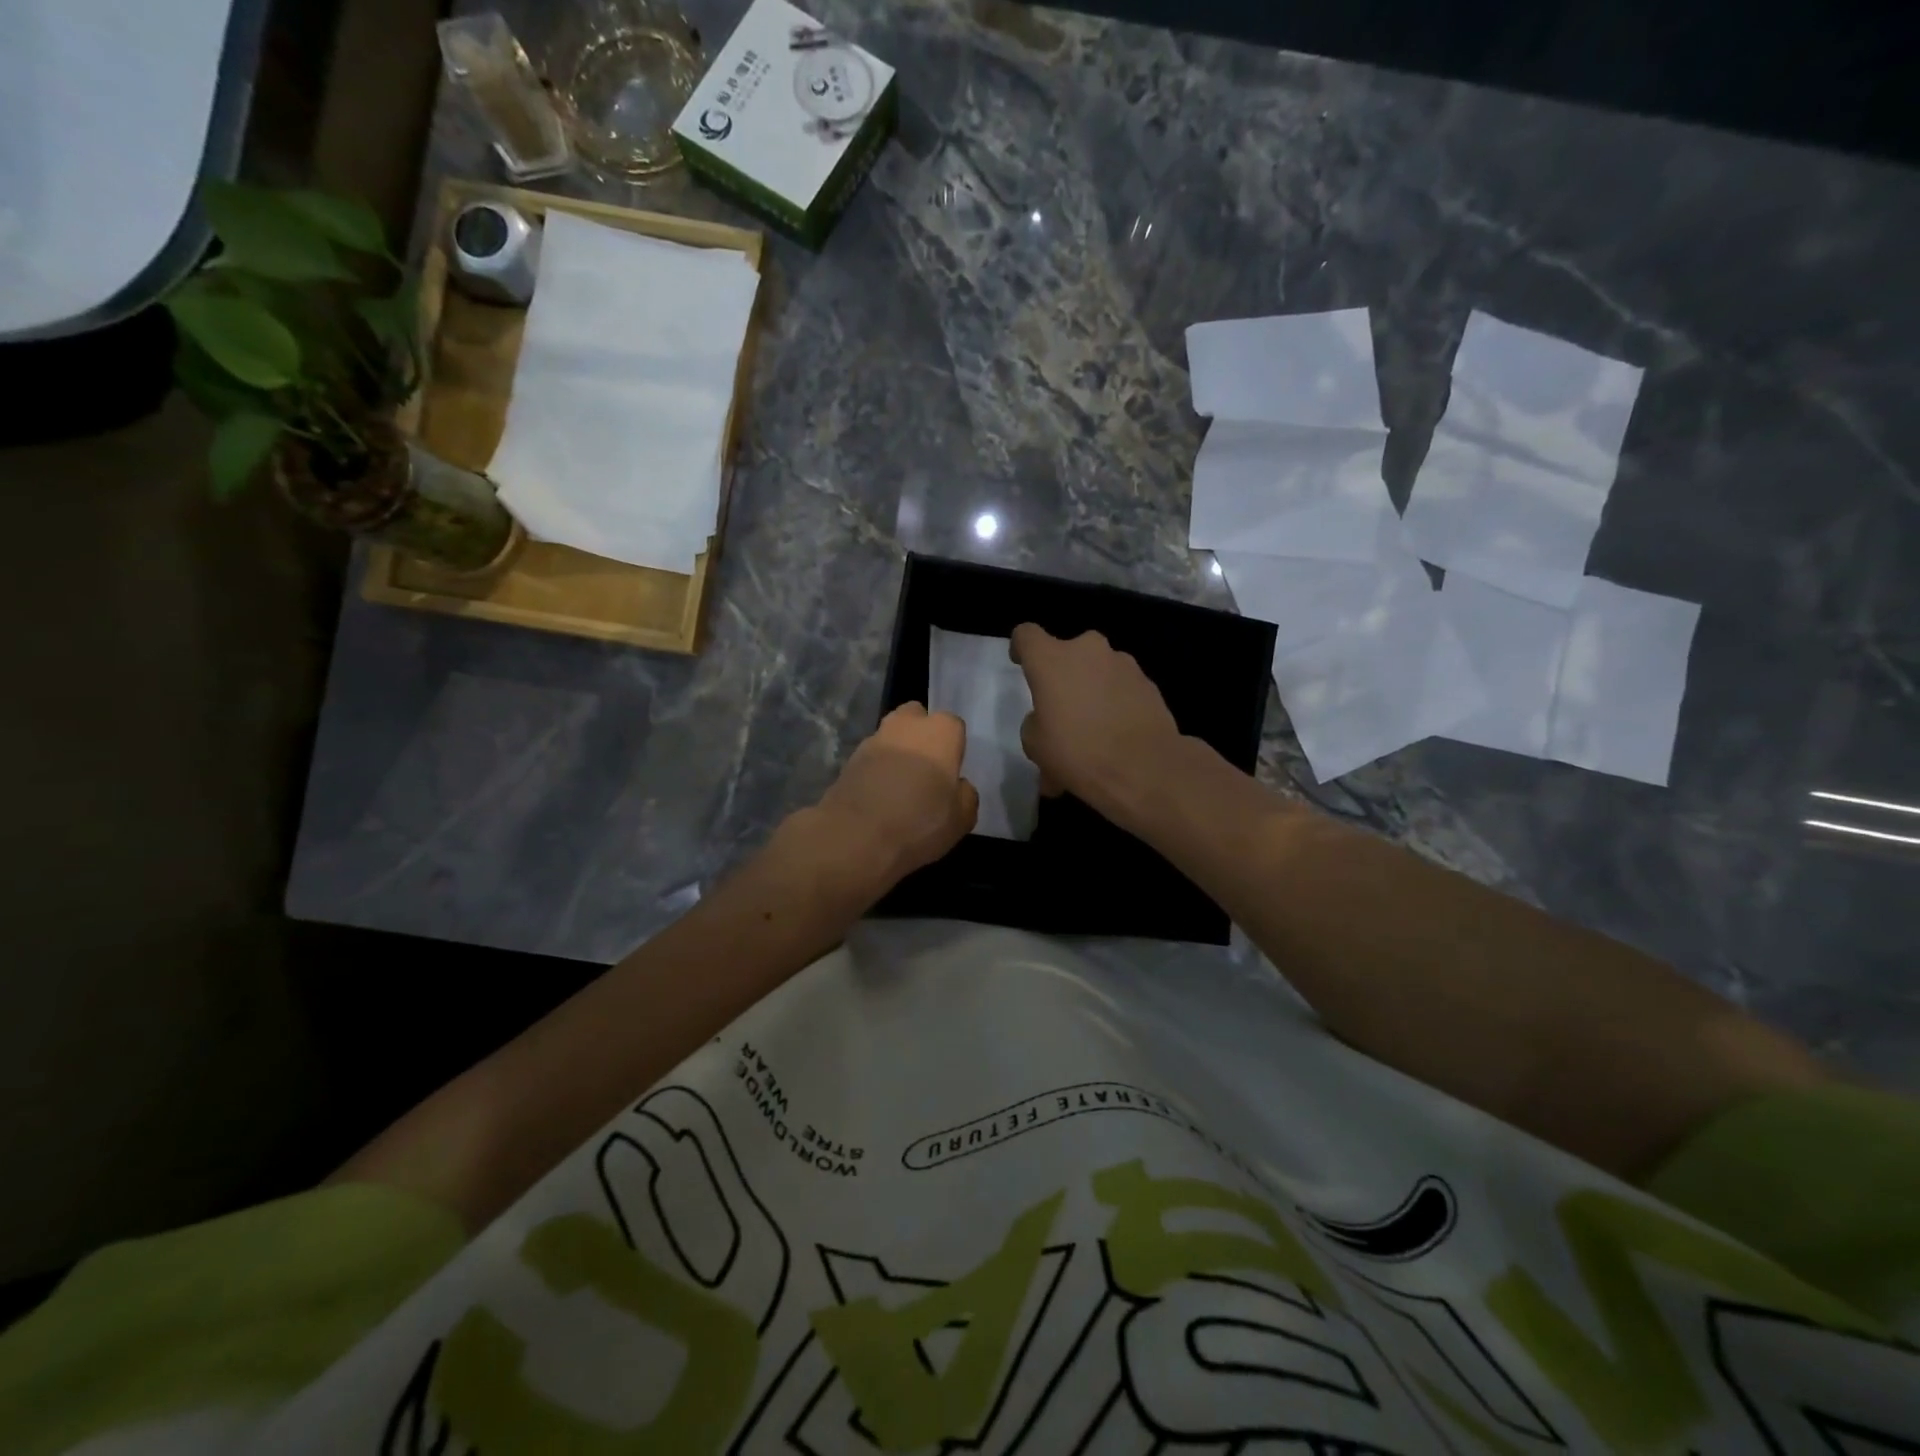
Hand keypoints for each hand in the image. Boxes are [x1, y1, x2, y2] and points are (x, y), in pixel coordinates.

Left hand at [809, 703, 978, 892]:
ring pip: (891, 736)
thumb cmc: (920, 821)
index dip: (953, 748)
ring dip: (896, 752)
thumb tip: (957, 785)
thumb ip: (965, 794)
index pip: (954, 726)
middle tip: (926, 770)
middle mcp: (906, 725)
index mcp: (941, 731)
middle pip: (916, 718)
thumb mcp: (963, 818)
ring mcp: (873, 739)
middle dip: (921, 736)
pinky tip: (879, 797)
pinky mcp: (849, 759)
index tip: (951, 772)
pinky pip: (871, 758)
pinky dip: (876, 770)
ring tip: (900, 787)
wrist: (857, 836)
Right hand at [1010, 624, 1183, 826]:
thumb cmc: (1078, 752)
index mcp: (1052, 660)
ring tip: (1090, 737)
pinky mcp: (1149, 684)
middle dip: (1063, 677)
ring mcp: (1123, 664)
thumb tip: (1047, 719)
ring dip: (1090, 695)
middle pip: (1067, 654)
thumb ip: (1035, 722)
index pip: (1027, 634)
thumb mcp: (1035, 745)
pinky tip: (1114, 741)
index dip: (1021, 648)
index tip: (1022, 665)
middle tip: (1060, 713)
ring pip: (1097, 673)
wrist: (1145, 769)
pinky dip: (1114, 708)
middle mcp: (1088, 651)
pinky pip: (1120, 690)